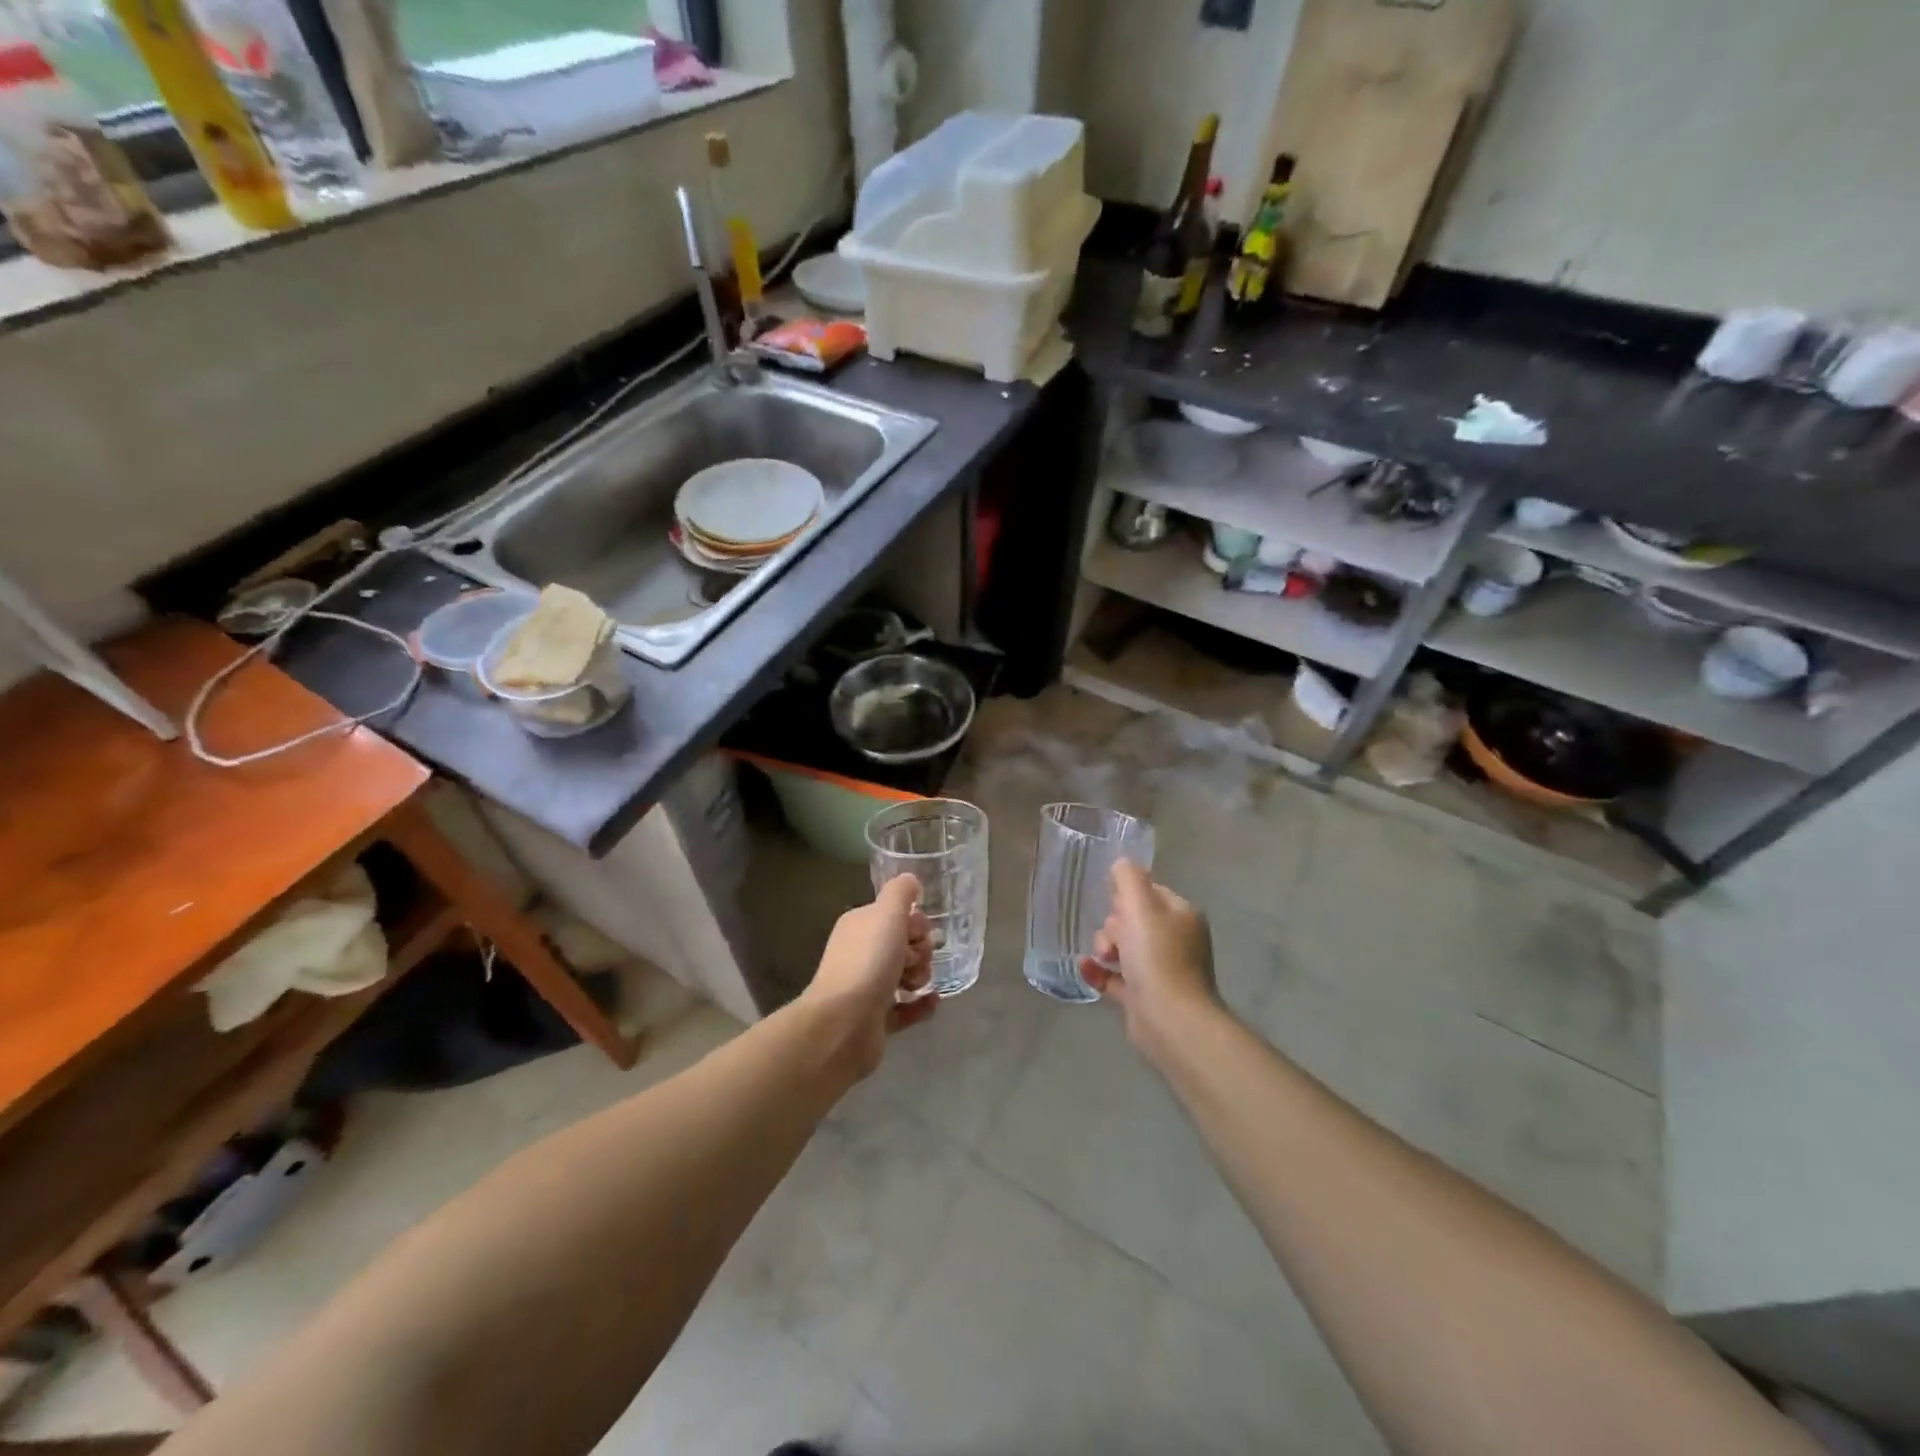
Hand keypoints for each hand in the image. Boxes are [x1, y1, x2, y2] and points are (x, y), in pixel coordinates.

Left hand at [801, 874, 937, 1078]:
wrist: (844, 1023)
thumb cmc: (868, 961)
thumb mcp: (887, 914)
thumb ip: (901, 892)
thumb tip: (910, 879)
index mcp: (860, 926)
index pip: (896, 916)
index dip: (915, 923)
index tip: (918, 934)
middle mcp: (861, 953)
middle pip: (904, 945)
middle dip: (920, 951)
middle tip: (913, 962)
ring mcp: (867, 988)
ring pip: (906, 975)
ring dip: (921, 976)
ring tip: (916, 985)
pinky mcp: (876, 1019)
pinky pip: (906, 1008)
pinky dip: (921, 1005)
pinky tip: (933, 1002)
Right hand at [1080, 860, 1220, 1063]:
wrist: (1169, 1019)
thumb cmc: (1157, 956)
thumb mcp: (1140, 906)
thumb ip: (1128, 878)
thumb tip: (1121, 863)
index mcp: (1181, 915)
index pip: (1149, 892)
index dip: (1126, 895)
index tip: (1113, 905)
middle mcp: (1175, 940)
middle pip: (1132, 919)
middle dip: (1113, 925)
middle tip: (1113, 939)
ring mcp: (1160, 970)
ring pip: (1122, 947)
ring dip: (1104, 948)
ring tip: (1102, 957)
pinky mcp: (1144, 996)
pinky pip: (1114, 976)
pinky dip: (1099, 972)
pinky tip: (1086, 969)